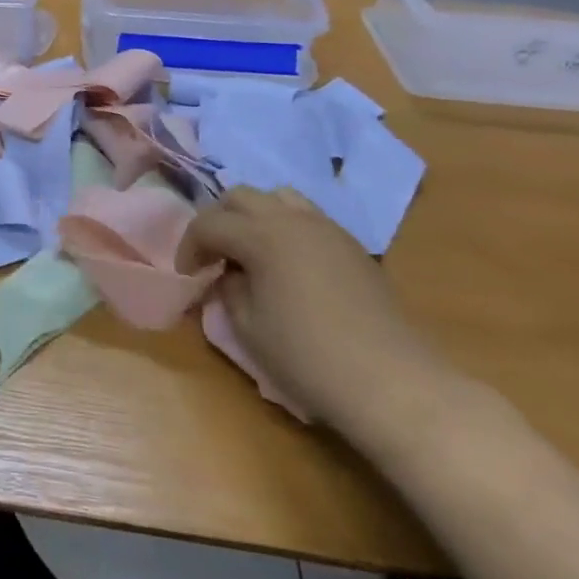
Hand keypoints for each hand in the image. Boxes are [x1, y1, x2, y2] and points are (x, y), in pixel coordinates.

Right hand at [183, 187, 456, 439]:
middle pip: (241, 196)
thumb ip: (229, 289)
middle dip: (219, 220)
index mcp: (261, 236)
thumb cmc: (308, 357)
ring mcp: (326, 228)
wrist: (391, 382)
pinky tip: (288, 263)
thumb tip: (228, 274)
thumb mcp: (248, 327)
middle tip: (214, 255)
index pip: (209, 223)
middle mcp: (292, 219)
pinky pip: (307, 216)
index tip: (188, 274)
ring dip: (254, 216)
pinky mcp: (351, 245)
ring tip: (251, 250)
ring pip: (277, 197)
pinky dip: (285, 226)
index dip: (189, 246)